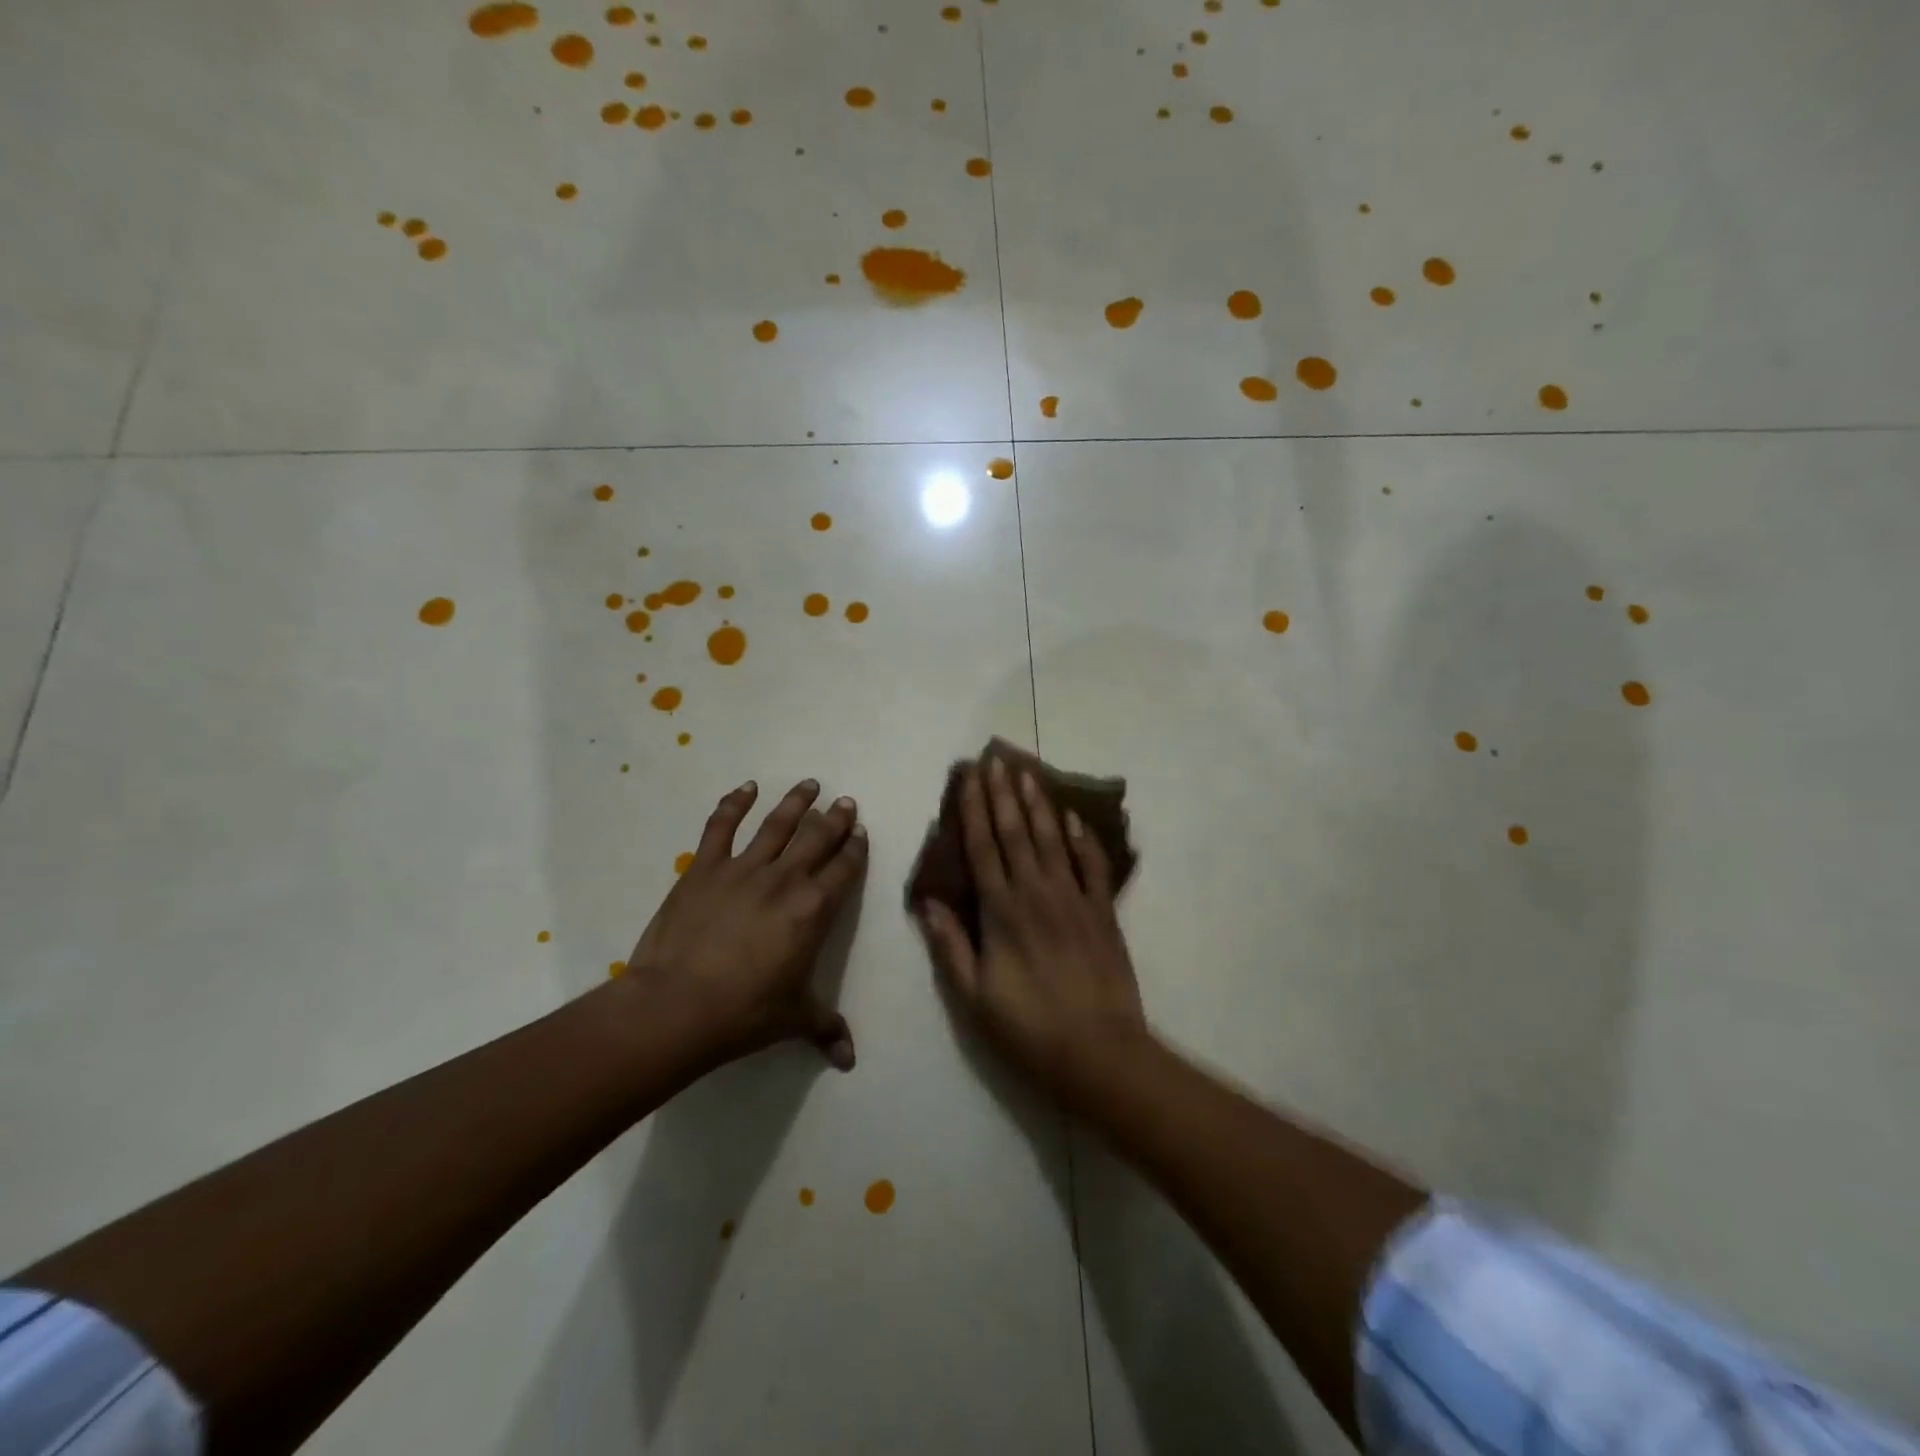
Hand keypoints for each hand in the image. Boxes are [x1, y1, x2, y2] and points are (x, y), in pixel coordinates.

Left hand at [628, 779, 866, 1069]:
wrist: (678, 1005)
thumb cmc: (745, 1012)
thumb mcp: (793, 1019)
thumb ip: (825, 1028)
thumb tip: (849, 1060)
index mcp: (815, 909)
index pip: (844, 868)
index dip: (855, 848)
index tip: (861, 832)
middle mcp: (786, 879)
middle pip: (818, 838)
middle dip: (835, 818)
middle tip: (846, 801)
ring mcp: (743, 868)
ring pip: (777, 824)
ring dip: (796, 802)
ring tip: (809, 784)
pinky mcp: (704, 867)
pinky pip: (721, 826)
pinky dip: (734, 803)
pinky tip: (746, 788)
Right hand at [917, 757, 1146, 1098]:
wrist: (1100, 1053)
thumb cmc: (1028, 1029)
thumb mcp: (973, 997)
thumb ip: (950, 945)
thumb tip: (927, 901)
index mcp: (1001, 910)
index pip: (983, 847)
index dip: (974, 809)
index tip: (970, 777)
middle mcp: (1037, 892)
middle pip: (1016, 832)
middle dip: (1003, 794)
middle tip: (996, 760)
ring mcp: (1074, 898)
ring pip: (1053, 838)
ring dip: (1038, 803)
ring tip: (1028, 773)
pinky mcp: (1103, 911)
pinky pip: (1093, 864)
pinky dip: (1083, 838)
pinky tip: (1074, 817)